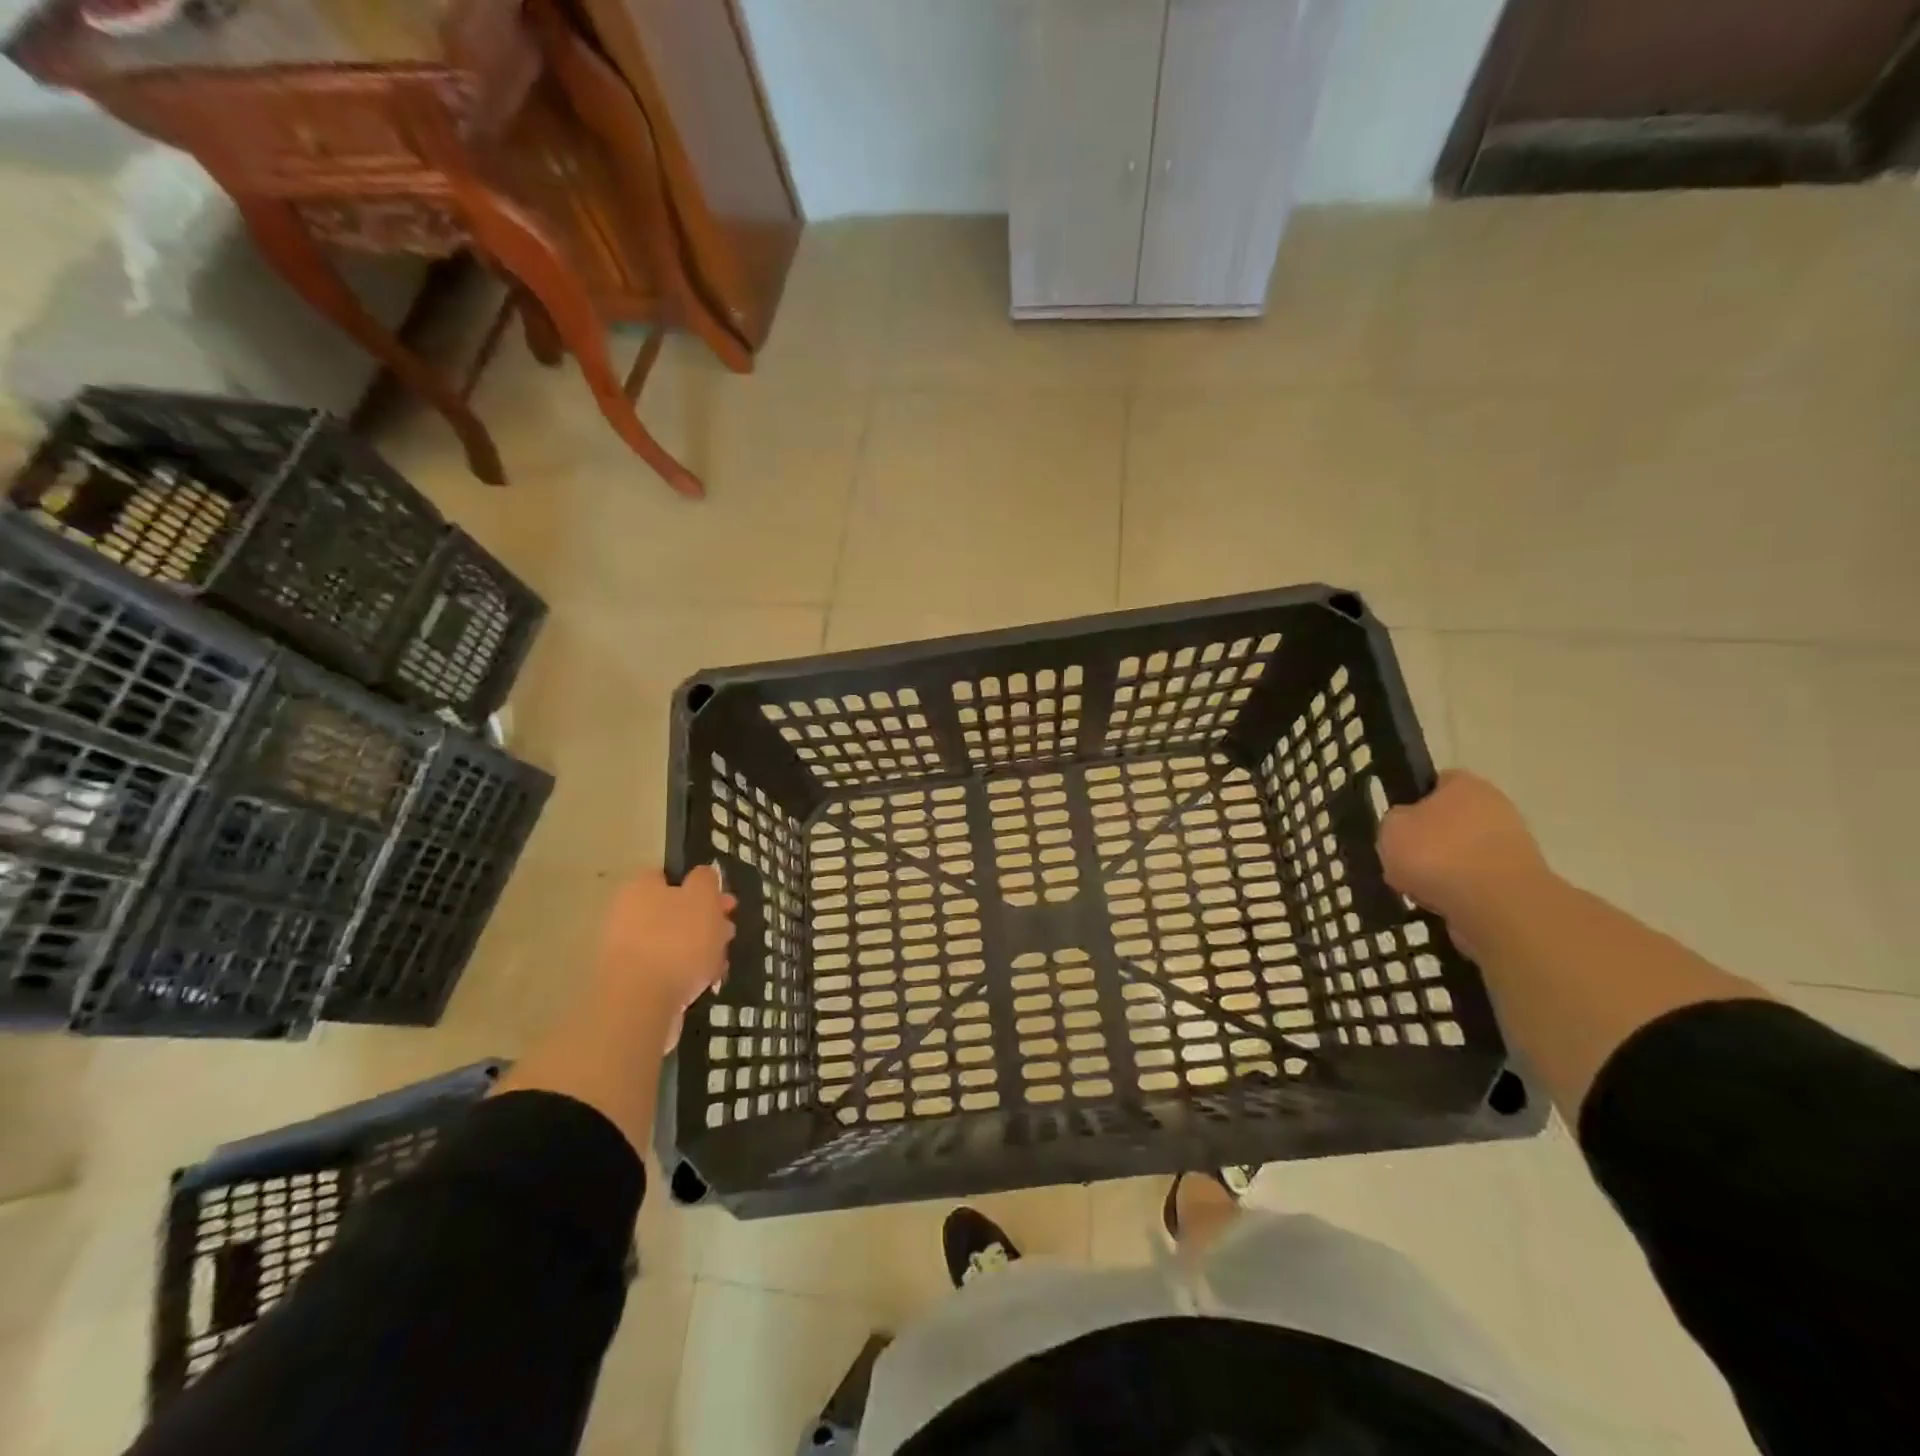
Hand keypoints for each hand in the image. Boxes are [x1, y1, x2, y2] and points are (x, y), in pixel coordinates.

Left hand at [592, 866, 736, 1026]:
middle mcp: (627, 915)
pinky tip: (706, 982)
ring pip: (673, 942)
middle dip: (705, 921)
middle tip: (729, 931)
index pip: (670, 876)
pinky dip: (687, 973)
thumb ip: (706, 880)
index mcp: (640, 887)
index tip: (724, 902)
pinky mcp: (632, 983)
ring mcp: (627, 951)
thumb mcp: (703, 898)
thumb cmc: (677, 940)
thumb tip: (703, 874)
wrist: (641, 1004)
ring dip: (699, 949)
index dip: (701, 887)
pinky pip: (666, 970)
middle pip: (674, 910)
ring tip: (722, 962)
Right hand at [1378, 771, 1552, 923]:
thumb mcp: (1390, 828)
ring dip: (1443, 869)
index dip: (1411, 801)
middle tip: (1402, 860)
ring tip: (1419, 890)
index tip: (1396, 825)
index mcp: (1464, 783)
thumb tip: (1405, 825)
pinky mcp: (1521, 880)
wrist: (1497, 905)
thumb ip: (1395, 820)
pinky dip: (1460, 892)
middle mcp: (1495, 806)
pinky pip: (1477, 881)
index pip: (1434, 783)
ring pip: (1462, 853)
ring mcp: (1513, 843)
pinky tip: (1443, 903)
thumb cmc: (1437, 854)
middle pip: (1450, 820)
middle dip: (1428, 841)